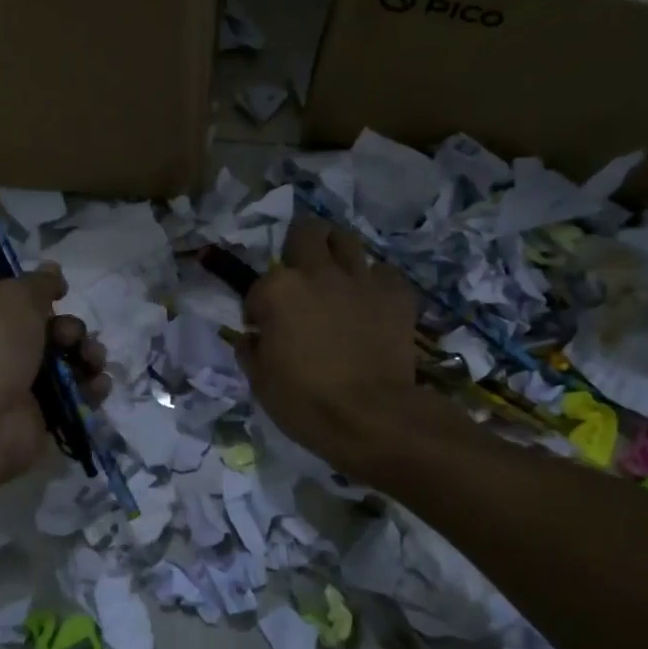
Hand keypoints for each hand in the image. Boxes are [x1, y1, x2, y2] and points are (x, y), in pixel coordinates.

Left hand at [0, 266, 109, 484]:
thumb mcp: (14, 295)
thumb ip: (38, 282)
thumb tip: (52, 269)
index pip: (11, 294)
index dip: (38, 289)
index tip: (63, 290)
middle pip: (47, 328)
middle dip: (70, 329)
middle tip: (70, 337)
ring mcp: (17, 383)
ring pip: (66, 360)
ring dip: (88, 355)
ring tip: (93, 361)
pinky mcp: (40, 413)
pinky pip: (74, 394)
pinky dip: (90, 387)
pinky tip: (98, 385)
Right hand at [235, 216, 418, 470]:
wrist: (371, 416)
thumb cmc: (304, 402)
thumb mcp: (260, 381)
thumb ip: (251, 350)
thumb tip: (253, 338)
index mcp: (277, 291)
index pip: (258, 285)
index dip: (258, 307)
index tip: (262, 328)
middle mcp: (317, 273)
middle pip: (306, 232)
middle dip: (298, 245)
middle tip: (299, 272)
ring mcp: (360, 280)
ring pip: (347, 240)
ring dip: (336, 253)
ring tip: (335, 276)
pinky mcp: (396, 294)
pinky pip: (384, 273)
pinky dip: (375, 283)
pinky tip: (371, 302)